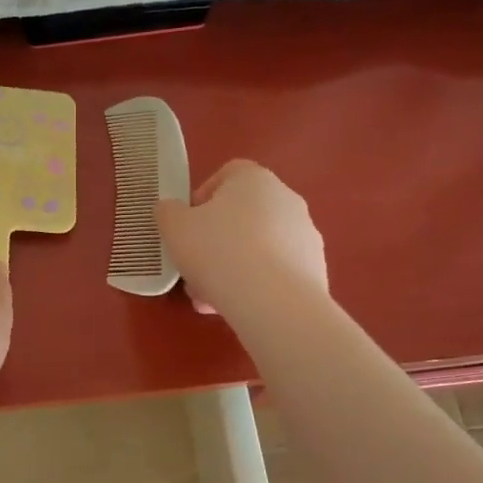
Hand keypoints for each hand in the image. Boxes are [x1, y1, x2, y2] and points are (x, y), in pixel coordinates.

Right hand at [157, 159, 328, 317]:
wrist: (274, 302)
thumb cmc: (218, 251)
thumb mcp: (174, 227)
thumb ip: (168, 212)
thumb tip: (172, 210)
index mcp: (254, 179)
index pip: (226, 175)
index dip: (201, 199)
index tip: (187, 226)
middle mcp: (286, 199)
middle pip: (241, 216)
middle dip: (214, 242)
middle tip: (194, 268)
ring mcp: (305, 235)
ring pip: (257, 247)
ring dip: (232, 267)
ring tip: (208, 298)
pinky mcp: (315, 269)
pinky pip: (275, 272)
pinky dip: (255, 285)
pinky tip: (236, 307)